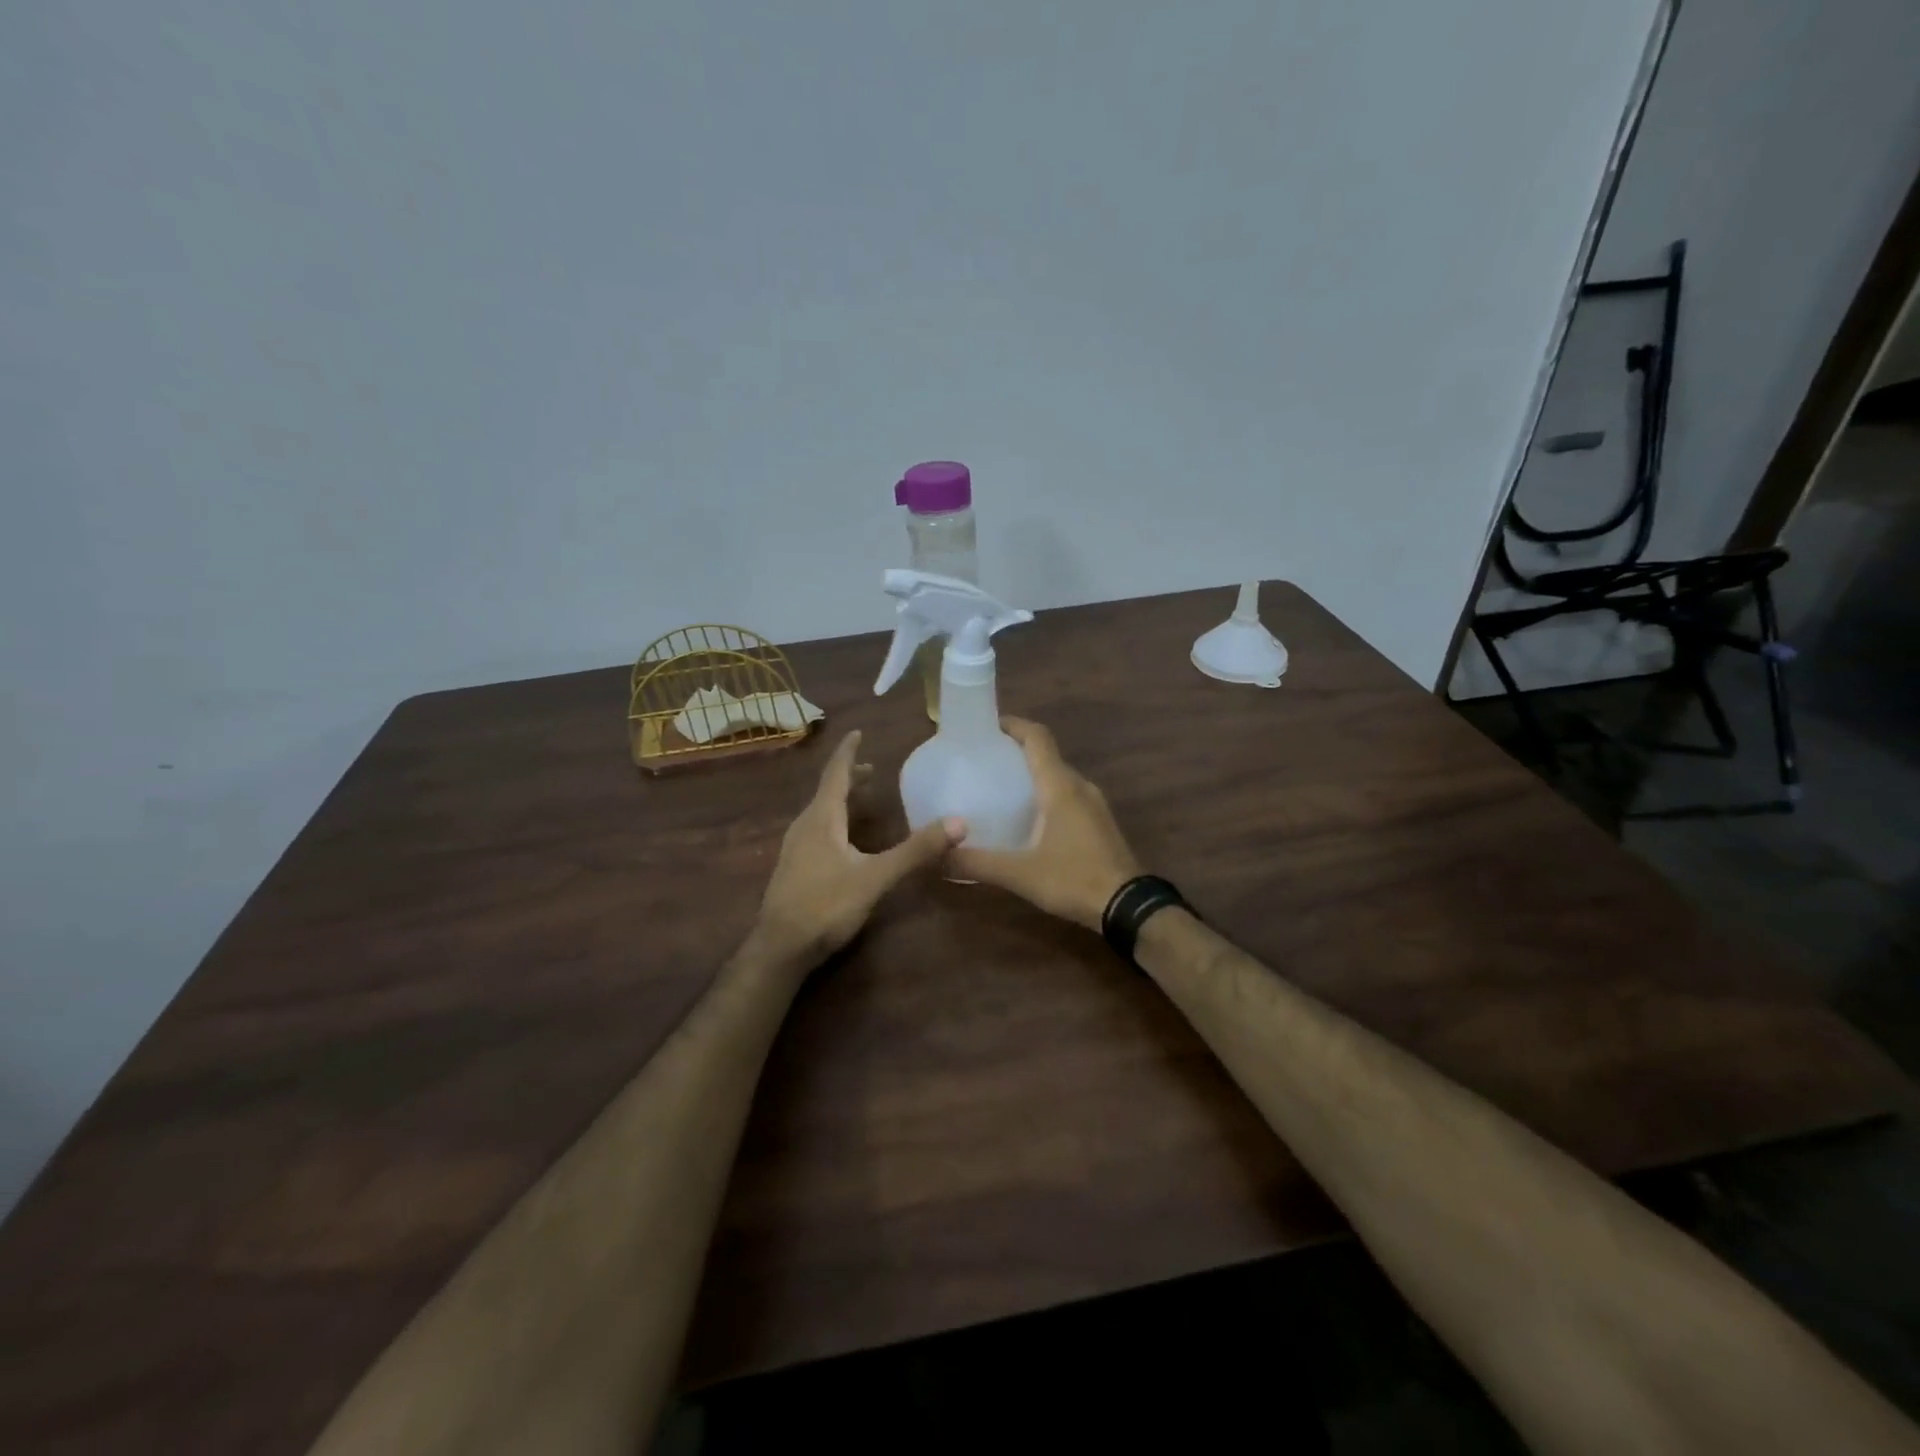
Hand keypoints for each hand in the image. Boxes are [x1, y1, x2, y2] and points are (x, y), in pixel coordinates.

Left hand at [750, 730, 961, 971]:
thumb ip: (915, 851)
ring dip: (841, 800)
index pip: (836, 774)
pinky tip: (845, 841)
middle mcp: (805, 826)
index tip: (858, 732)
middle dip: (849, 777)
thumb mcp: (876, 878)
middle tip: (873, 770)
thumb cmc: (825, 906)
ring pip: (820, 812)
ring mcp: (795, 848)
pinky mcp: (794, 868)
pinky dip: (835, 821)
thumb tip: (958, 822)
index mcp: (821, 819)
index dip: (848, 752)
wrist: (779, 949)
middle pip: (828, 791)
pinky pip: (817, 830)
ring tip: (863, 799)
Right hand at [949, 718, 1141, 930]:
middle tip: (984, 761)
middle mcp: (1079, 786)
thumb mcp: (1019, 874)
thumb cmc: (1073, 879)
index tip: (986, 725)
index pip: (1037, 737)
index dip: (1013, 724)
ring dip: (1032, 774)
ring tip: (1000, 787)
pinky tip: (1028, 818)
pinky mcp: (1100, 823)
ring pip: (1059, 776)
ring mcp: (1094, 804)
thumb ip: (977, 862)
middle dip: (1016, 751)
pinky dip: (1046, 794)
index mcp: (1060, 786)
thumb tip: (937, 855)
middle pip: (1046, 755)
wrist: (1128, 907)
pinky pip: (1068, 795)